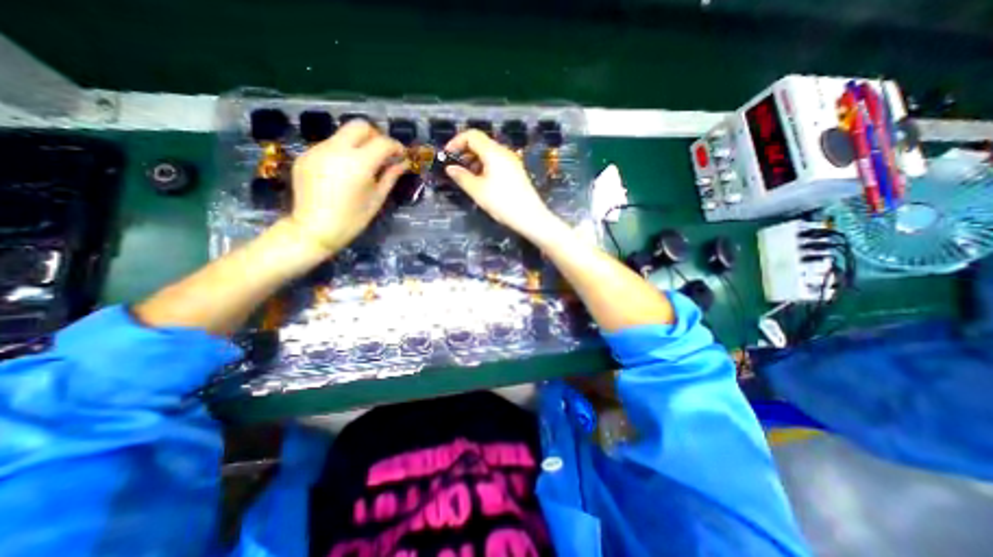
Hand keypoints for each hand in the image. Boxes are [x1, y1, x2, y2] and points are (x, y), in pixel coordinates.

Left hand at [288, 122, 407, 253]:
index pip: (383, 142)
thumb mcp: (377, 198)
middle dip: (376, 136)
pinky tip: (344, 172)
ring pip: (343, 134)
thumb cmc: (352, 219)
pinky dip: (342, 152)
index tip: (401, 156)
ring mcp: (318, 149)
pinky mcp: (306, 155)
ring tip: (363, 165)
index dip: (396, 146)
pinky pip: (329, 145)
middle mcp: (337, 149)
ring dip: (358, 144)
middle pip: (360, 126)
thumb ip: (390, 176)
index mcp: (359, 163)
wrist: (314, 229)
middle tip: (383, 154)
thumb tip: (403, 163)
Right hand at [444, 130, 553, 238]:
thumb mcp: (477, 191)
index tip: (447, 156)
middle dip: (465, 152)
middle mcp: (504, 152)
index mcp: (493, 152)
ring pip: (489, 153)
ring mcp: (512, 161)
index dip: (456, 142)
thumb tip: (450, 168)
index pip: (472, 135)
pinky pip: (497, 162)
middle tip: (456, 168)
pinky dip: (485, 166)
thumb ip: (461, 177)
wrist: (530, 217)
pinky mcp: (516, 171)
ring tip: (467, 177)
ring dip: (475, 160)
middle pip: (481, 143)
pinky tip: (482, 182)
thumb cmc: (502, 203)